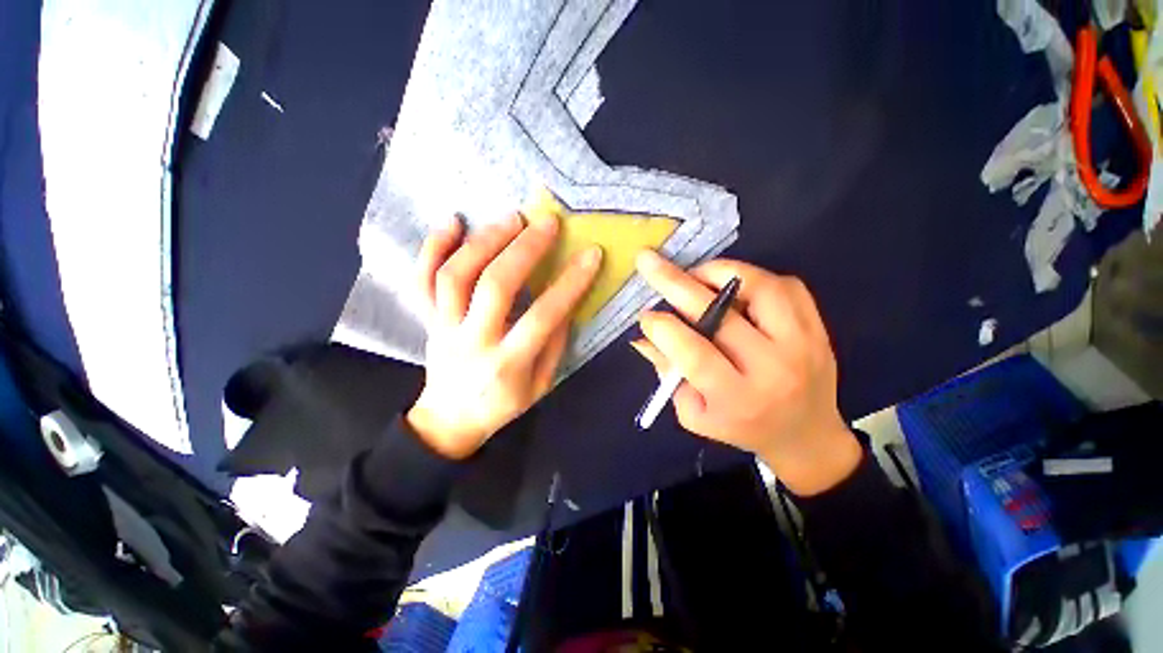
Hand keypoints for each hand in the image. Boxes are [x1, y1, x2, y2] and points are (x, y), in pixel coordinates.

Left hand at [406, 213, 601, 459]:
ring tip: (511, 219)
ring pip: (456, 276)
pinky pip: (420, 280)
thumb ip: (554, 344)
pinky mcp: (426, 320)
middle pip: (495, 286)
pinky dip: (432, 247)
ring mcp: (444, 327)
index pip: (543, 316)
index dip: (570, 283)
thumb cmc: (503, 404)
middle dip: (524, 249)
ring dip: (484, 241)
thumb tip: (565, 301)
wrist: (450, 420)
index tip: (591, 254)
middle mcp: (473, 341)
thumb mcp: (540, 385)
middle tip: (546, 223)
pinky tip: (451, 221)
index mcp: (509, 363)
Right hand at [630, 251, 860, 495]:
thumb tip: (642, 336)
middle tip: (649, 261)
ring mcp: (802, 342)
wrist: (807, 435)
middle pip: (719, 314)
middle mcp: (773, 368)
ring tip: (694, 274)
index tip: (645, 314)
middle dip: (674, 283)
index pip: (694, 353)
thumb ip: (668, 372)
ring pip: (757, 287)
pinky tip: (729, 285)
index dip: (663, 328)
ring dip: (717, 272)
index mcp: (738, 398)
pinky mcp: (817, 326)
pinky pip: (784, 285)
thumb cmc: (741, 426)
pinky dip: (750, 275)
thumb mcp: (693, 413)